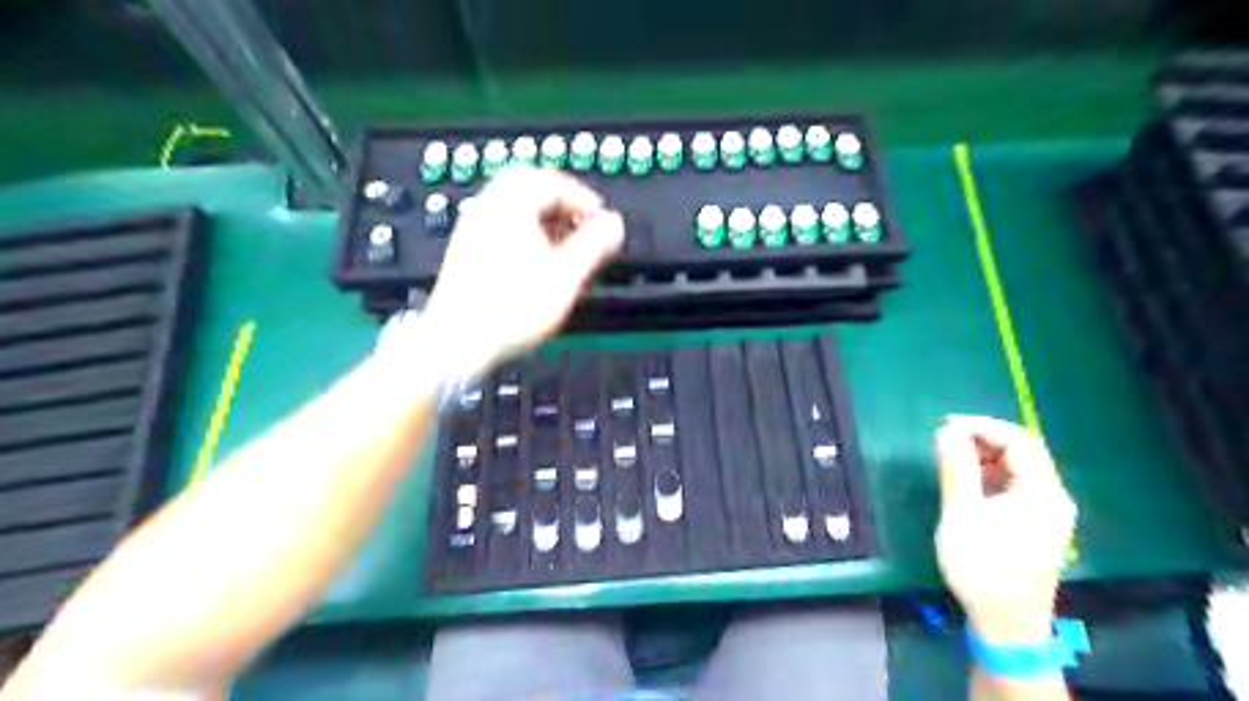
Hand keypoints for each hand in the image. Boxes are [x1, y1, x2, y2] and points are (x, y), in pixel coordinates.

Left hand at [413, 167, 623, 374]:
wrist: (457, 342)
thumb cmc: (510, 310)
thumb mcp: (565, 276)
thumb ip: (594, 245)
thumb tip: (614, 225)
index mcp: (511, 205)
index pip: (554, 182)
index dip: (585, 199)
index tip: (601, 221)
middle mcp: (487, 208)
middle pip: (529, 185)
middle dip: (562, 202)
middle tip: (582, 223)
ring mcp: (473, 229)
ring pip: (514, 205)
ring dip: (544, 217)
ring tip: (565, 244)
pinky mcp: (467, 250)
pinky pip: (501, 224)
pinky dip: (526, 231)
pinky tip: (538, 260)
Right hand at [937, 416, 1072, 645]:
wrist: (1006, 624)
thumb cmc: (982, 567)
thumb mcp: (961, 514)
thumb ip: (956, 468)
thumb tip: (947, 430)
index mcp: (1042, 493)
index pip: (1019, 441)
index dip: (982, 426)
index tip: (945, 424)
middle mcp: (1054, 498)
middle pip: (1023, 452)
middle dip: (983, 439)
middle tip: (945, 440)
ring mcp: (1049, 513)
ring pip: (1019, 469)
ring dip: (985, 457)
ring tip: (951, 460)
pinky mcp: (1038, 525)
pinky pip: (1017, 486)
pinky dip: (991, 475)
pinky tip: (968, 485)